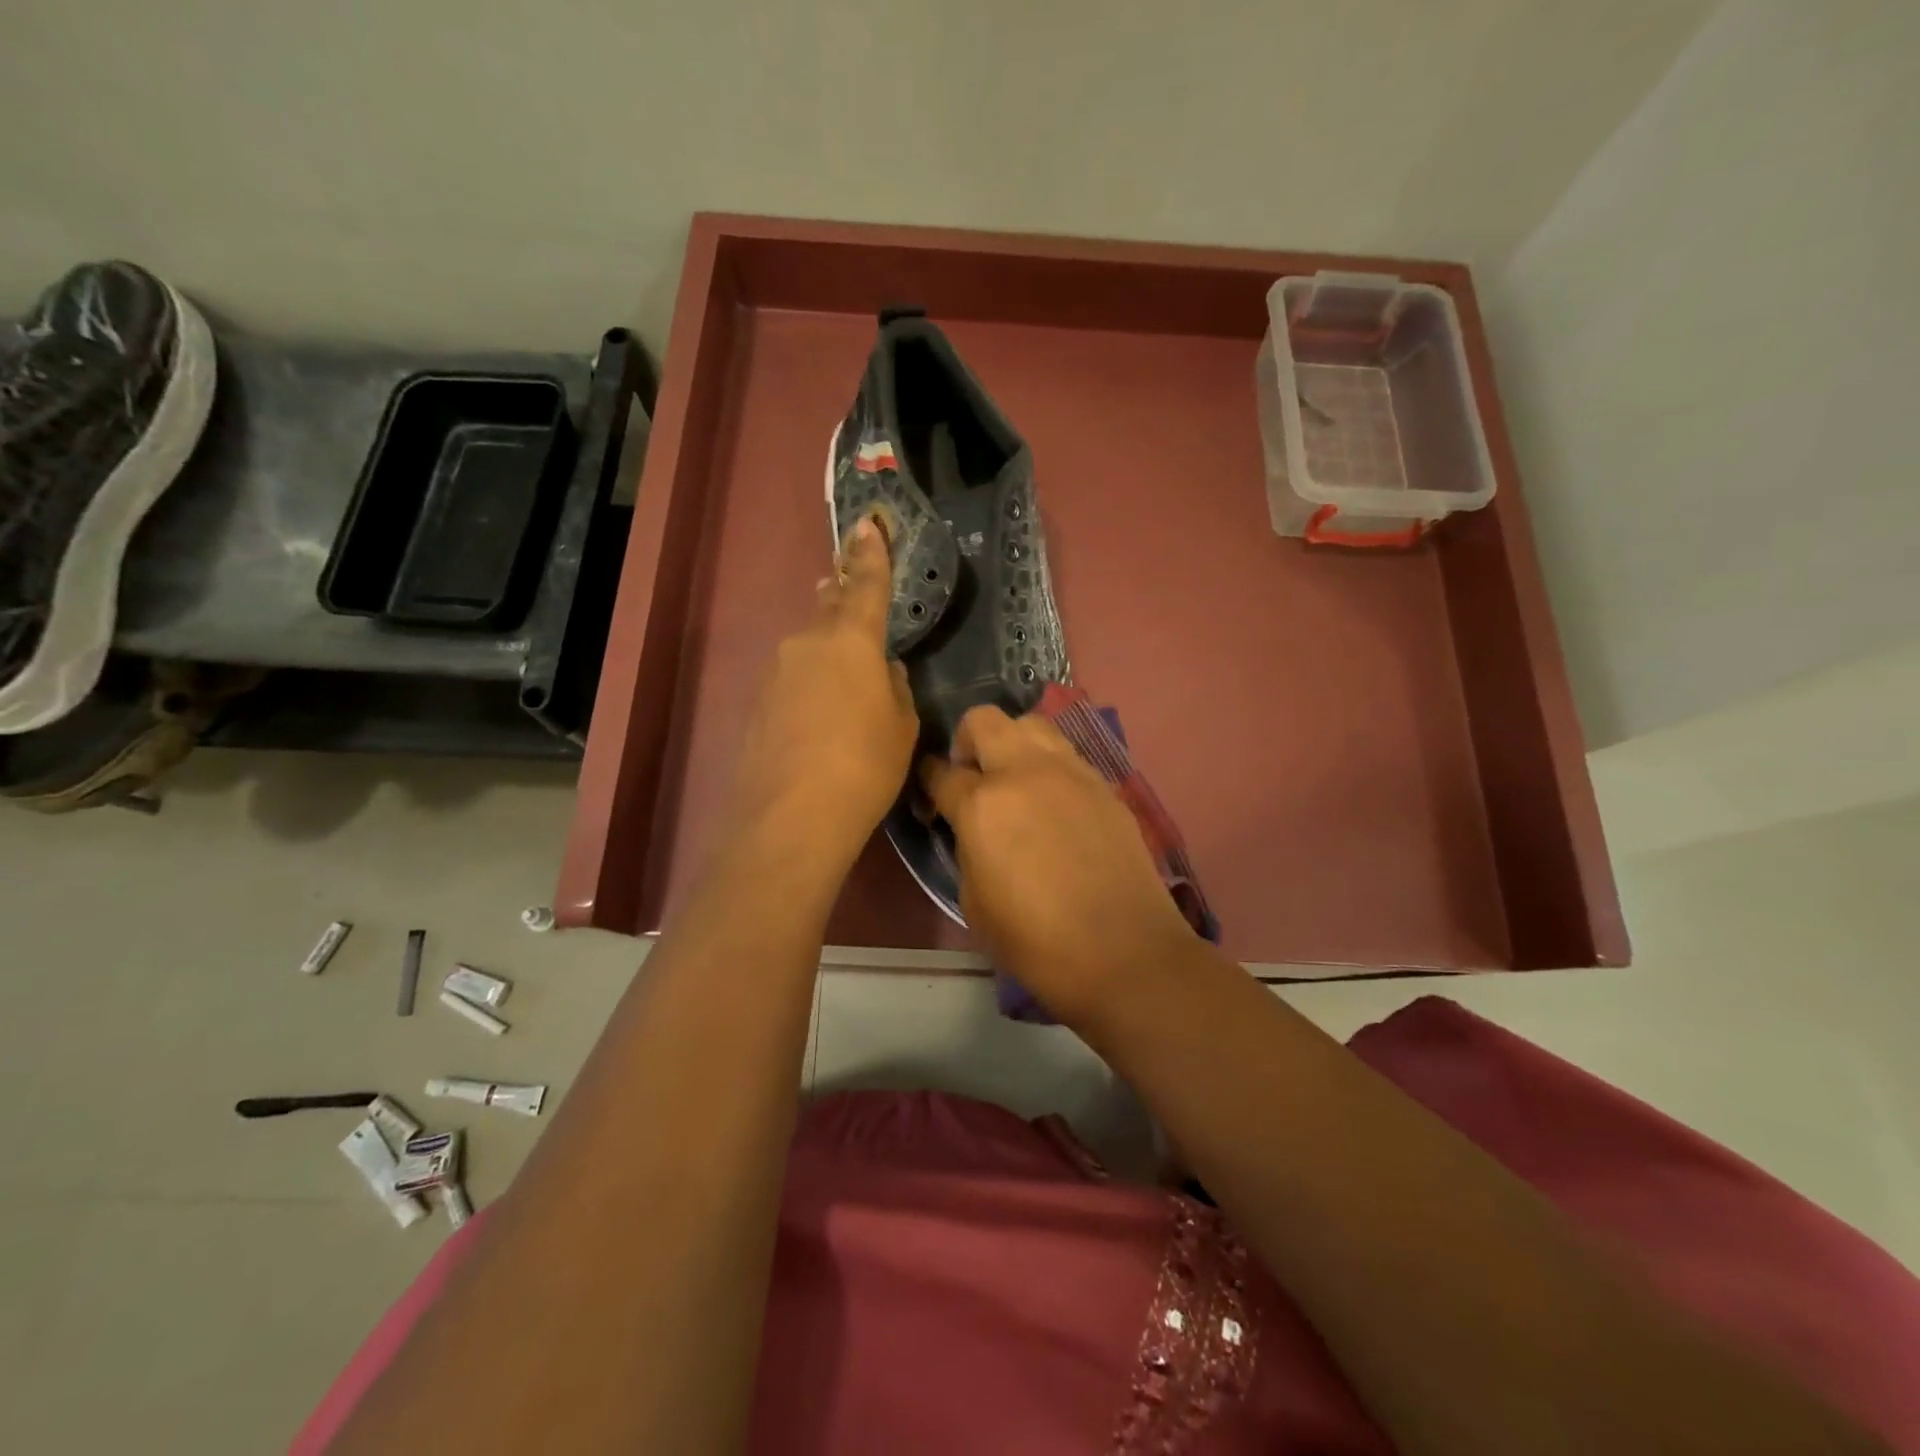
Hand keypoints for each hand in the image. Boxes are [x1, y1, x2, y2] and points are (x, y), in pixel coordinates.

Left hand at [730, 516, 917, 866]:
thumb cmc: (865, 765)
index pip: (866, 585)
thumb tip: (882, 670)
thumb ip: (895, 687)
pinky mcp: (757, 702)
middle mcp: (808, 643)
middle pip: (829, 608)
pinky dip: (809, 683)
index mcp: (852, 641)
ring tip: (842, 667)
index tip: (869, 523)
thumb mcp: (901, 725)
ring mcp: (776, 672)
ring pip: (808, 646)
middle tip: (846, 583)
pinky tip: (818, 712)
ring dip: (825, 647)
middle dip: (841, 594)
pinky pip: (792, 678)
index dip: (871, 554)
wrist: (793, 815)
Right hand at [921, 706, 1202, 1023]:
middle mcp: (1024, 772)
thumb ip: (966, 848)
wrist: (1124, 952)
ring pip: (1031, 724)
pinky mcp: (1103, 784)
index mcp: (982, 804)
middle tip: (972, 778)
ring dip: (1012, 743)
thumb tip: (970, 828)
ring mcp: (1070, 772)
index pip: (940, 771)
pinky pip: (1066, 754)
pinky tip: (1053, 803)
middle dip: (966, 741)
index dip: (928, 781)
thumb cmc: (1036, 941)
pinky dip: (1048, 765)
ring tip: (1015, 782)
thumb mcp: (974, 902)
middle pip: (983, 720)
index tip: (931, 798)